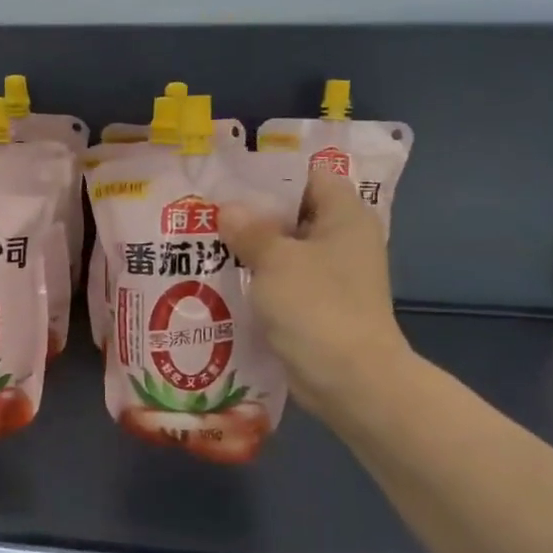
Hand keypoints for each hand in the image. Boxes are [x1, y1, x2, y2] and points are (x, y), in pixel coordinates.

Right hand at [220, 168, 410, 417]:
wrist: (350, 379)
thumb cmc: (317, 306)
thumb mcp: (276, 260)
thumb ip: (250, 230)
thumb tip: (229, 209)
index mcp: (345, 216)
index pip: (310, 176)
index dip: (272, 174)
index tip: (230, 178)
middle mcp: (343, 240)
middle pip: (294, 213)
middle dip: (252, 213)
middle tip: (206, 210)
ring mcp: (332, 276)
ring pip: (285, 250)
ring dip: (250, 249)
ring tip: (203, 242)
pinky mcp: (318, 306)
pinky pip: (283, 282)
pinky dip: (257, 280)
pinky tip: (221, 279)